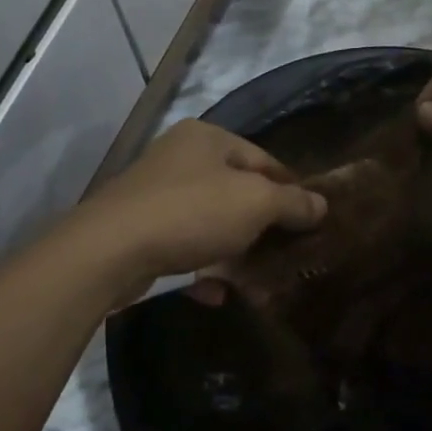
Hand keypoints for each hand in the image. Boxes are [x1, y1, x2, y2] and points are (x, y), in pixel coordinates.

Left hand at [74, 120, 327, 294]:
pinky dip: (202, 267)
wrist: (110, 250)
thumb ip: (291, 203)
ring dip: (232, 249)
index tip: (311, 220)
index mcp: (206, 137)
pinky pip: (183, 246)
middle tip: (286, 251)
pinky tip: (215, 292)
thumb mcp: (254, 204)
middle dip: (260, 224)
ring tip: (256, 277)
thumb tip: (321, 205)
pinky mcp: (138, 229)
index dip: (290, 189)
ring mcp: (155, 193)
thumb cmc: (192, 213)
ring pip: (208, 221)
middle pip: (235, 190)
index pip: (263, 158)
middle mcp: (178, 157)